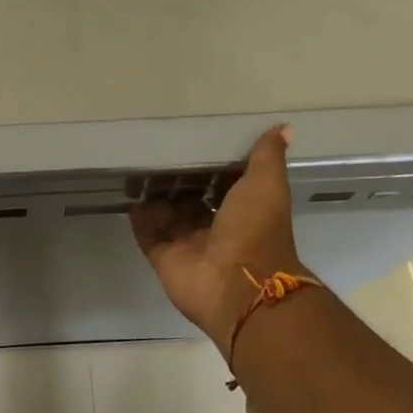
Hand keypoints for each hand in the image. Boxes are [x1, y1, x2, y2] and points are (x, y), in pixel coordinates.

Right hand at [130, 125, 311, 351]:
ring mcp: (189, 246)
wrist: (239, 285)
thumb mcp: (266, 185)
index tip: (191, 143)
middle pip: (191, 202)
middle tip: (155, 154)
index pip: (223, 185)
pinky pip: (149, 236)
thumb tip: (283, 127)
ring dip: (155, 199)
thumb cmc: (255, 230)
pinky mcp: (165, 259)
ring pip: (168, 218)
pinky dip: (139, 220)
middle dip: (177, 183)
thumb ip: (267, 157)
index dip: (209, 167)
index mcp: (242, 212)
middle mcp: (216, 229)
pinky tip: (129, 198)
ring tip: (136, 171)